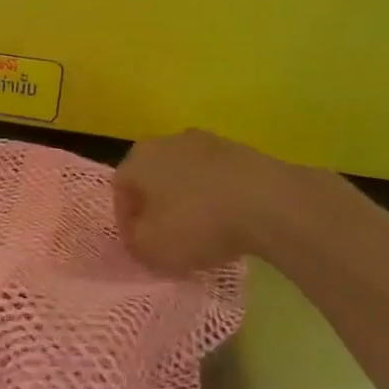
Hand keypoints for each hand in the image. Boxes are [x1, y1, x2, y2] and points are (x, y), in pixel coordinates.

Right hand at [114, 129, 334, 271]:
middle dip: (156, 206)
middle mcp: (166, 141)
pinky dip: (217, 196)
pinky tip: (229, 220)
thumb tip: (138, 235)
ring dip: (188, 200)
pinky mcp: (241, 150)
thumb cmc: (196, 223)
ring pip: (185, 175)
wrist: (268, 203)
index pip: (119, 191)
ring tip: (202, 230)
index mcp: (137, 159)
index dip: (126, 222)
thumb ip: (134, 242)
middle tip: (167, 236)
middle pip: (152, 178)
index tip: (140, 245)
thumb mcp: (150, 248)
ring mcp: (207, 141)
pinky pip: (216, 177)